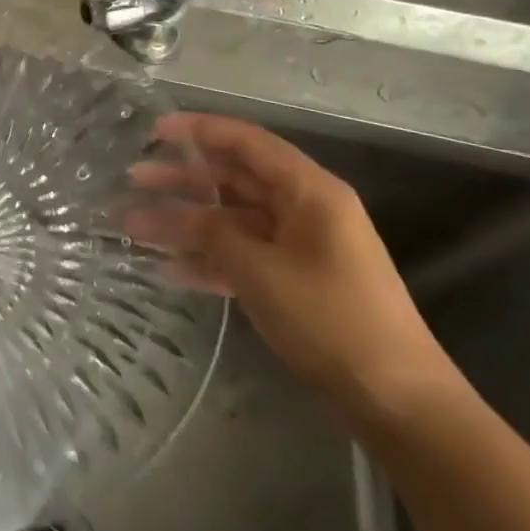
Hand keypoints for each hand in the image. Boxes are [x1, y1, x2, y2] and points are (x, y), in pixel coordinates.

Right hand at [125, 113, 453, 425]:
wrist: (396, 400)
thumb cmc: (330, 320)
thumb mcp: (261, 271)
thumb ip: (213, 234)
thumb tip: (181, 215)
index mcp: (309, 192)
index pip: (246, 142)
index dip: (198, 130)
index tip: (153, 130)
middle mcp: (305, 209)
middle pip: (234, 180)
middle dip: (182, 179)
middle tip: (133, 179)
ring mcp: (300, 246)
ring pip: (232, 220)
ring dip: (185, 223)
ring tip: (134, 226)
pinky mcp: (295, 280)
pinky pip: (243, 256)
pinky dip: (208, 259)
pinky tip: (167, 267)